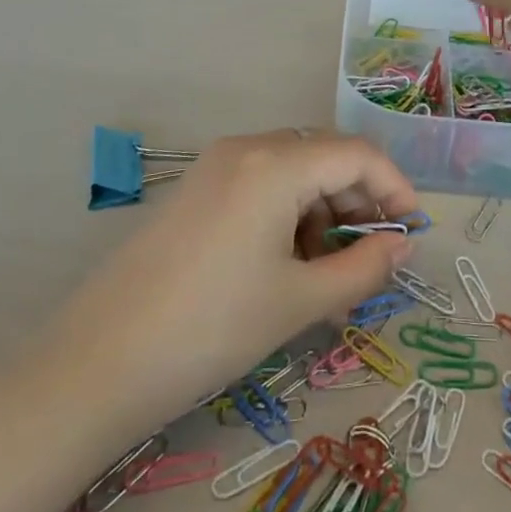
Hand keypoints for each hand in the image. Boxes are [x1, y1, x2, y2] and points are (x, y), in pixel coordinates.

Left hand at [47, 132, 419, 425]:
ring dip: (324, 209)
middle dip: (360, 200)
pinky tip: (286, 262)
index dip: (395, 187)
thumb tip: (402, 247)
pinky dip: (289, 212)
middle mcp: (246, 149)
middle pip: (325, 156)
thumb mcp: (300, 300)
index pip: (358, 154)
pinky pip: (261, 183)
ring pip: (294, 170)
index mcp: (276, 164)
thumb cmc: (213, 328)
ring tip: (328, 271)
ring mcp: (215, 165)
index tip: (412, 233)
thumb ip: (363, 268)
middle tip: (373, 257)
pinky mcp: (196, 189)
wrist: (98, 362)